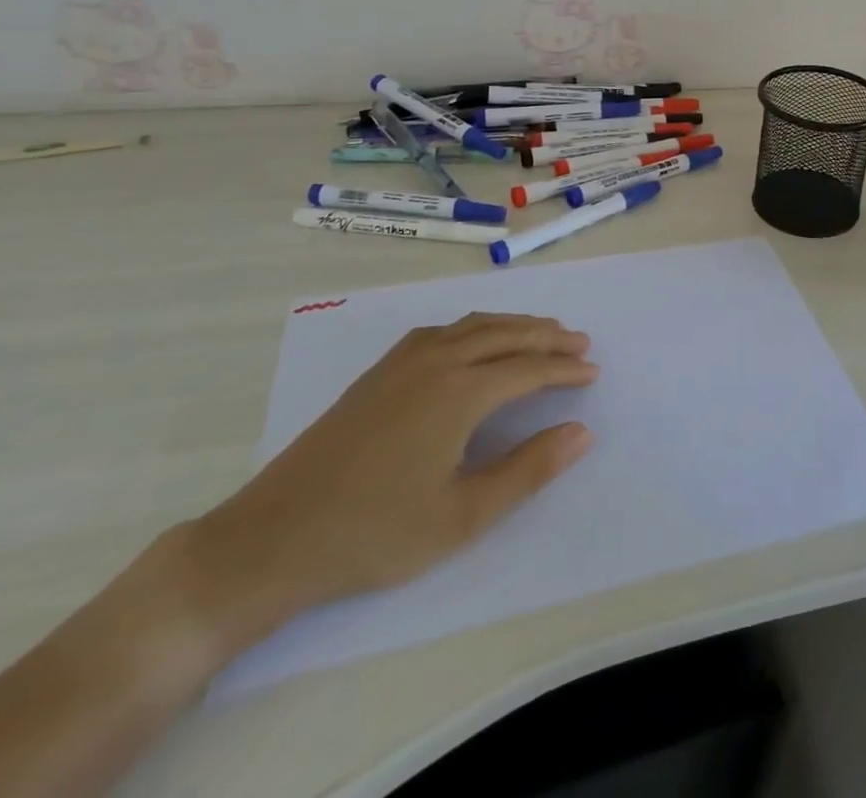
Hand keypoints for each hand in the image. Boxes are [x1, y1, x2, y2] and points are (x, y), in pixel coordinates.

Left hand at [181, 313, 598, 655]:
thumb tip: (582, 432)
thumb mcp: (462, 516)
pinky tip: (475, 342)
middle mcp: (436, 361)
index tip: (594, 371)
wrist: (271, 540)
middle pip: (505, 334)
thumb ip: (527, 470)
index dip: (565, 369)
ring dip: (513, 325)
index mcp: (460, 392)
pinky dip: (474, 327)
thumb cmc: (374, 535)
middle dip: (547, 336)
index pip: (528, 368)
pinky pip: (441, 331)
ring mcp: (402, 362)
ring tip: (542, 333)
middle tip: (580, 342)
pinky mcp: (378, 373)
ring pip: (472, 326)